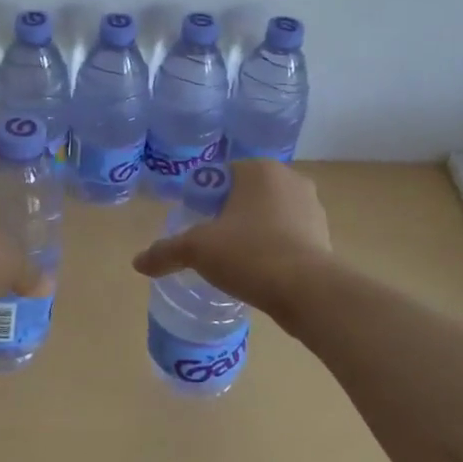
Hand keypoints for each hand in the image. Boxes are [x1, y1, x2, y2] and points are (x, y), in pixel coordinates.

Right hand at [130, 159, 331, 317]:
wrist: (308, 292)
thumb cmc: (249, 254)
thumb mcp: (197, 250)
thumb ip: (165, 252)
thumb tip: (138, 263)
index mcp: (259, 169)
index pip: (222, 174)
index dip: (204, 198)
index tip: (196, 223)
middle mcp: (290, 179)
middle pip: (247, 193)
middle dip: (230, 214)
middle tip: (213, 242)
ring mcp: (312, 207)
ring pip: (271, 214)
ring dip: (255, 230)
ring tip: (238, 260)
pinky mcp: (324, 236)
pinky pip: (290, 235)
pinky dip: (276, 247)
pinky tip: (262, 271)